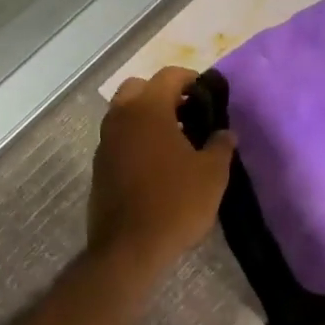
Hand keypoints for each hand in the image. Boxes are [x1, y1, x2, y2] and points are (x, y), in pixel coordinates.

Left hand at [88, 66, 235, 265]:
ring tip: (175, 140)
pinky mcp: (99, 167)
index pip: (169, 75)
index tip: (208, 95)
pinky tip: (157, 163)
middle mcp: (121, 118)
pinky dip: (136, 139)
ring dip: (147, 117)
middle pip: (138, 87)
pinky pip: (119, 139)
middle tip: (187, 113)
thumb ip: (220, 145)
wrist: (129, 249)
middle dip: (162, 94)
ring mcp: (105, 142)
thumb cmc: (176, 203)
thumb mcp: (212, 174)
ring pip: (125, 113)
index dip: (191, 79)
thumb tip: (225, 133)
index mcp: (148, 109)